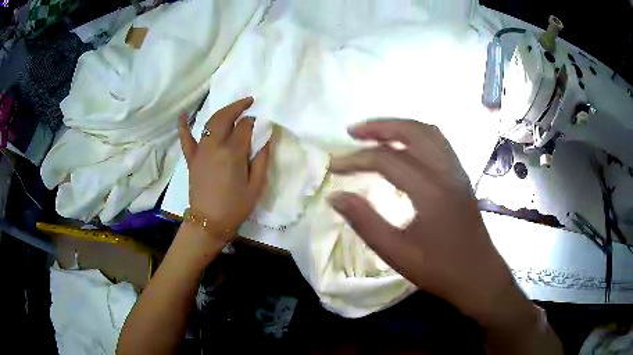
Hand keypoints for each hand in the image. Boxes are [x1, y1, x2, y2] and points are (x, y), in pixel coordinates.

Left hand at [178, 97, 269, 241]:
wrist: (209, 221)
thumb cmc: (236, 206)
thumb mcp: (256, 185)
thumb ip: (262, 159)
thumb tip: (268, 137)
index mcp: (233, 153)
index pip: (244, 127)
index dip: (253, 121)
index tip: (259, 122)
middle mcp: (215, 146)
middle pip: (225, 117)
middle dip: (238, 107)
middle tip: (248, 102)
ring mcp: (200, 151)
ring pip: (210, 123)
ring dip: (222, 112)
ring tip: (232, 108)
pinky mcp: (191, 158)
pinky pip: (185, 138)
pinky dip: (183, 125)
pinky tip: (184, 114)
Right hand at [328, 119, 520, 325]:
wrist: (479, 276)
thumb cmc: (439, 270)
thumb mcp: (396, 253)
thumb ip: (365, 222)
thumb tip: (336, 196)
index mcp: (431, 191)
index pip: (387, 160)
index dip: (355, 160)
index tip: (333, 167)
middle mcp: (447, 172)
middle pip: (412, 132)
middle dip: (379, 127)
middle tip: (353, 132)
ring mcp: (457, 172)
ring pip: (428, 132)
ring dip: (399, 127)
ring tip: (375, 133)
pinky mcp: (461, 177)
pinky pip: (439, 143)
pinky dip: (417, 136)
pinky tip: (405, 147)